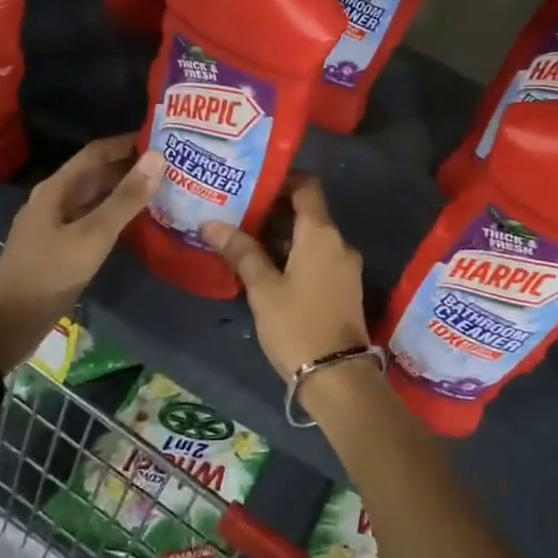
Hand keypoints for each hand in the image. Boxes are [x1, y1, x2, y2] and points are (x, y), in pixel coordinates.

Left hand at [0, 134, 160, 368]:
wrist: (9, 322)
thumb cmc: (49, 273)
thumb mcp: (92, 235)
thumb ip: (125, 198)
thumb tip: (158, 157)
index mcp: (56, 188)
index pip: (97, 152)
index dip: (128, 143)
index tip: (164, 139)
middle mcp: (56, 200)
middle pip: (97, 174)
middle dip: (132, 167)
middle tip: (174, 165)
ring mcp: (59, 225)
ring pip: (97, 199)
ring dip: (127, 192)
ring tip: (166, 189)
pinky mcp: (64, 248)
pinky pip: (95, 222)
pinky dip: (119, 217)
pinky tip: (143, 223)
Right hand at [203, 174, 369, 387]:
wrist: (338, 377)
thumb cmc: (297, 326)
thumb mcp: (263, 289)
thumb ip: (241, 252)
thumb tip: (212, 223)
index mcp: (322, 234)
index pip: (308, 187)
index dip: (283, 179)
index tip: (253, 182)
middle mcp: (339, 243)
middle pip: (307, 213)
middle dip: (274, 211)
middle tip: (237, 212)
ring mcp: (345, 266)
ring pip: (312, 238)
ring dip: (282, 236)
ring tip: (244, 239)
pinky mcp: (344, 288)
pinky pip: (318, 258)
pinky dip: (295, 255)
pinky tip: (267, 268)